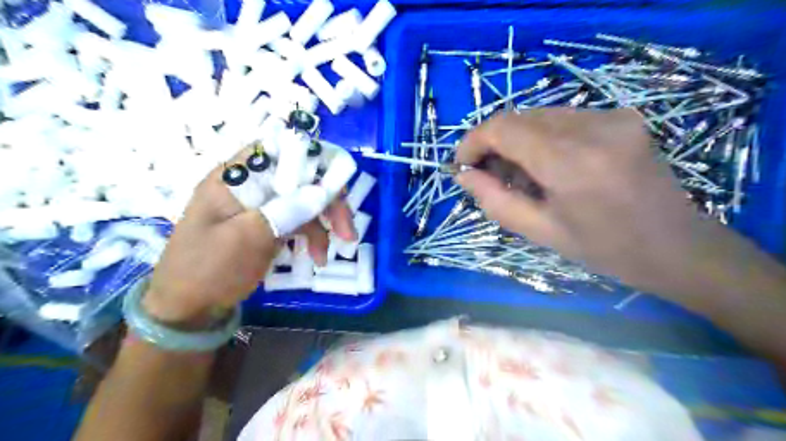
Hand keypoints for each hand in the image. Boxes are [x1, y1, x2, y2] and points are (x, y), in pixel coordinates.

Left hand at [143, 146, 358, 325]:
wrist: (186, 311)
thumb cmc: (209, 271)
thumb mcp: (248, 239)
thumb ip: (286, 210)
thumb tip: (323, 191)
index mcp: (234, 177)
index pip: (281, 150)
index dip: (314, 161)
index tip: (337, 187)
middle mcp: (249, 185)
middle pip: (299, 178)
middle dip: (327, 201)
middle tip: (347, 229)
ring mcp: (259, 206)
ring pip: (303, 201)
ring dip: (322, 224)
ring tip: (328, 254)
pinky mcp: (266, 225)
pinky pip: (297, 221)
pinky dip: (310, 237)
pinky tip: (317, 257)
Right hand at [455, 108, 706, 291]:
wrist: (678, 246)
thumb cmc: (605, 249)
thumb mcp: (540, 232)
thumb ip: (494, 200)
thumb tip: (463, 176)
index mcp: (571, 162)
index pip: (503, 128)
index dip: (473, 141)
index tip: (462, 165)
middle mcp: (593, 127)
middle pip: (518, 117)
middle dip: (493, 143)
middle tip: (487, 175)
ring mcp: (611, 116)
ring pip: (538, 116)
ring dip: (516, 141)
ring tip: (518, 175)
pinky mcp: (621, 115)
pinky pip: (562, 118)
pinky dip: (541, 137)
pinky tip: (546, 165)